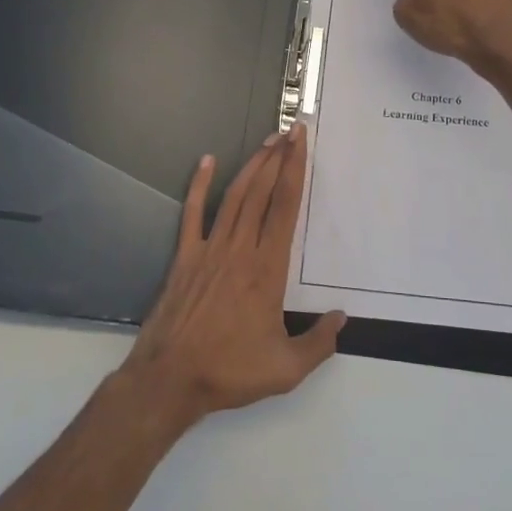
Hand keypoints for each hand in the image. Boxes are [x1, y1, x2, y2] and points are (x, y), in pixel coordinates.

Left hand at [121, 125, 344, 426]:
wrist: (169, 379)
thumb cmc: (229, 371)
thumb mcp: (286, 369)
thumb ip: (319, 343)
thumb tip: (341, 319)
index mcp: (267, 268)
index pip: (285, 207)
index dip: (295, 170)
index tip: (302, 143)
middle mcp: (240, 249)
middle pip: (262, 192)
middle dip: (278, 158)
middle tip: (291, 131)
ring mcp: (210, 249)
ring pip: (235, 196)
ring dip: (252, 166)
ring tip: (267, 142)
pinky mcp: (185, 256)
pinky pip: (193, 212)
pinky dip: (199, 185)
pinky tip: (206, 161)